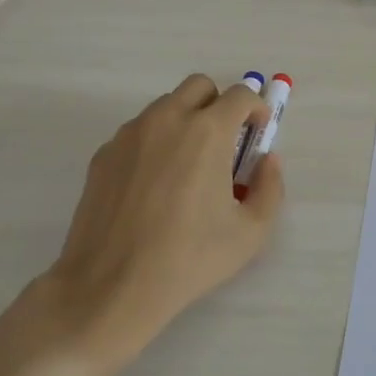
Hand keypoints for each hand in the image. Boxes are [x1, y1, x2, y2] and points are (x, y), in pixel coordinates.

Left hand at [22, 75, 282, 375]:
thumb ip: (271, 187)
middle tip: (224, 143)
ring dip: (185, 121)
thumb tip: (266, 160)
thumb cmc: (187, 259)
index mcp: (207, 131)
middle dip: (218, 105)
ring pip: (166, 106)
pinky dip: (154, 143)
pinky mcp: (104, 154)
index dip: (256, 109)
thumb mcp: (251, 233)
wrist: (109, 289)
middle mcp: (168, 119)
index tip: (256, 134)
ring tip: (187, 167)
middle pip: (200, 86)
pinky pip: (138, 132)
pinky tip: (153, 186)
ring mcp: (130, 134)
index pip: (240, 95)